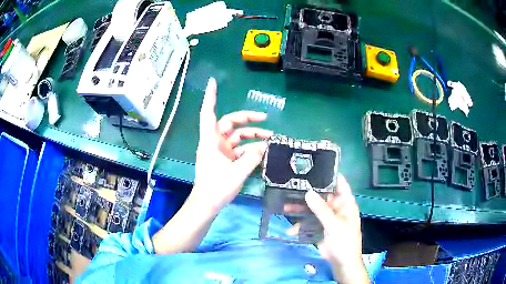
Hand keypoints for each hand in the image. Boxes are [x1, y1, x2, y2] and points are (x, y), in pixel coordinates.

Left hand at [193, 77, 272, 212]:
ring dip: (252, 135)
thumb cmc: (216, 188)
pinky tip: (262, 151)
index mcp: (211, 141)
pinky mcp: (224, 159)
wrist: (207, 204)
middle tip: (265, 118)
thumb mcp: (237, 172)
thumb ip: (252, 158)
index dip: (211, 97)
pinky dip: (250, 148)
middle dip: (248, 119)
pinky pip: (239, 149)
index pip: (209, 113)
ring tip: (270, 138)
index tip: (213, 82)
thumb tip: (264, 146)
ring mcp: (220, 151)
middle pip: (230, 123)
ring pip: (237, 136)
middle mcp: (214, 142)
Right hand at [287, 174, 368, 283]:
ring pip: (313, 208)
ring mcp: (327, 218)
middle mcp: (336, 207)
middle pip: (322, 195)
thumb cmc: (344, 241)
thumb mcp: (334, 224)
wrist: (341, 263)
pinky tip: (291, 230)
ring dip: (300, 209)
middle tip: (292, 185)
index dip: (330, 174)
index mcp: (345, 203)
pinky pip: (308, 222)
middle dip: (308, 193)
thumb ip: (321, 209)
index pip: (339, 183)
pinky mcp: (319, 227)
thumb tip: (308, 192)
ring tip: (285, 207)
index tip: (315, 166)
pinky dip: (300, 225)